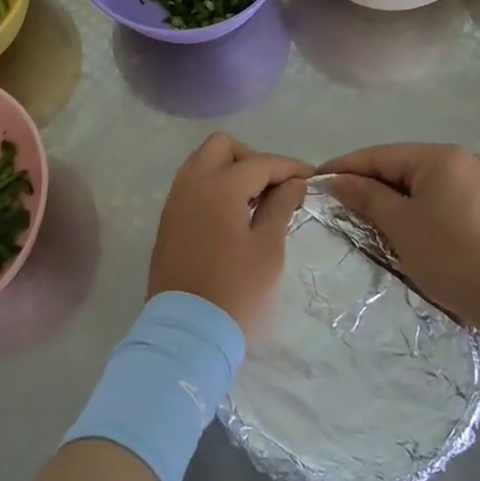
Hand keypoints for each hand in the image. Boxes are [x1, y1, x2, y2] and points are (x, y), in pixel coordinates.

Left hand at [149, 134, 312, 341]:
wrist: (187, 333)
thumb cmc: (236, 292)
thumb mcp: (268, 249)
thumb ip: (280, 207)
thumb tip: (293, 182)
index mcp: (218, 186)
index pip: (260, 162)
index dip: (289, 167)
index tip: (311, 177)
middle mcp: (191, 183)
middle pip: (222, 146)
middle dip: (252, 158)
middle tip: (275, 186)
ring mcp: (175, 201)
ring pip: (203, 162)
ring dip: (231, 170)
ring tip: (257, 200)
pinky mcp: (168, 221)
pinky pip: (192, 185)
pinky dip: (214, 186)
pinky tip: (234, 214)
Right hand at [321, 143, 479, 330]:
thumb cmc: (452, 255)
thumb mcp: (401, 225)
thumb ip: (367, 197)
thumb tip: (338, 180)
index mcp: (441, 156)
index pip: (381, 155)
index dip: (346, 167)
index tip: (318, 179)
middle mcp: (463, 160)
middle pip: (403, 167)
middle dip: (370, 184)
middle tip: (339, 202)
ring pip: (423, 185)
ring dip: (395, 199)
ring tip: (367, 218)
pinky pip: (443, 200)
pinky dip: (420, 210)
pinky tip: (407, 229)